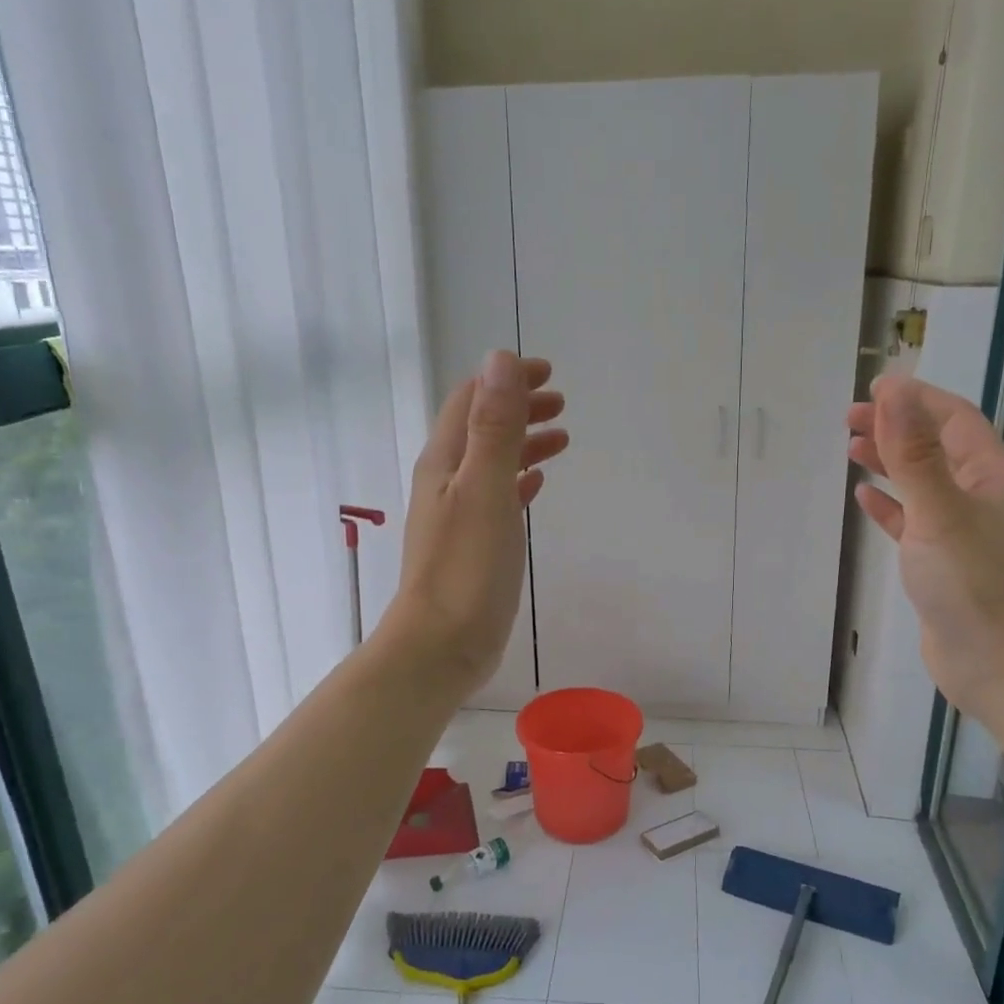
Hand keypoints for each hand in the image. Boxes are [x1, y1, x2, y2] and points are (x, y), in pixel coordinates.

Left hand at [381, 351, 567, 695]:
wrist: (441, 644)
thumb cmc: (466, 567)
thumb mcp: (485, 489)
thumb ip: (494, 426)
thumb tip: (499, 359)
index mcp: (445, 462)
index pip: (472, 400)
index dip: (506, 380)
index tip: (547, 373)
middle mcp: (447, 481)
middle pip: (482, 428)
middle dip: (519, 407)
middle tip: (560, 404)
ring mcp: (459, 514)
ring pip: (492, 462)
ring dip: (524, 442)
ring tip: (561, 439)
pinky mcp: (474, 544)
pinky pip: (498, 496)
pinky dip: (519, 480)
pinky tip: (537, 485)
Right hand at [848, 375, 1003, 724]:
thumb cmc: (977, 586)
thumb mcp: (941, 512)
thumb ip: (913, 453)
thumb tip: (893, 391)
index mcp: (994, 478)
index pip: (954, 420)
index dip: (916, 399)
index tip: (873, 389)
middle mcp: (984, 499)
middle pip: (937, 449)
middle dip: (897, 428)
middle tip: (850, 419)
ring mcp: (966, 534)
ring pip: (924, 485)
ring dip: (891, 463)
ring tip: (852, 449)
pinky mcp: (946, 566)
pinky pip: (916, 522)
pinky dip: (891, 506)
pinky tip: (865, 499)